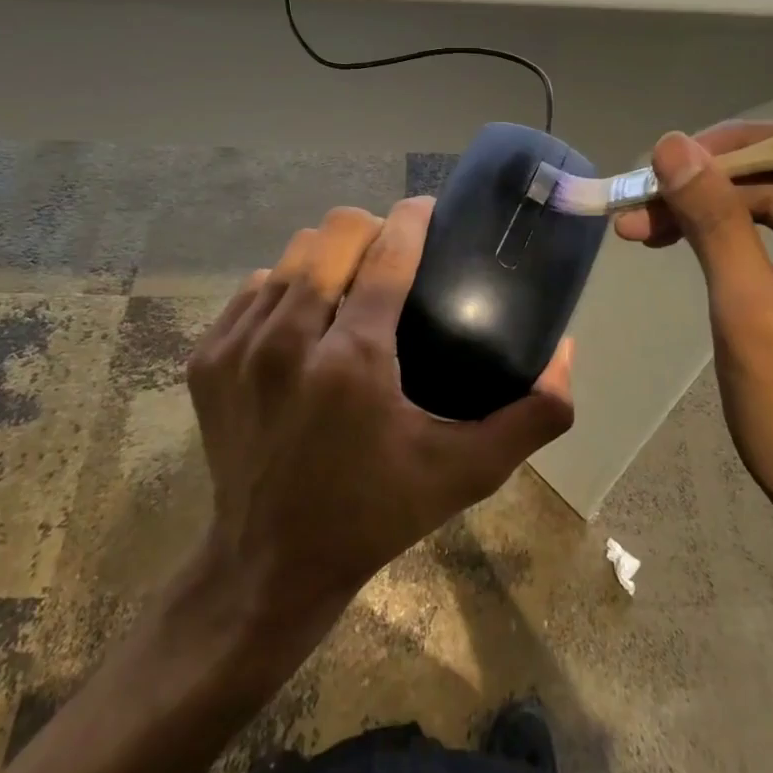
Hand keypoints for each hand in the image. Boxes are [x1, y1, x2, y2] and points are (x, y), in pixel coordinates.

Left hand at [186, 197, 574, 631]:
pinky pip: (253, 289)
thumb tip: (565, 352)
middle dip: (370, 228)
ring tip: (350, 284)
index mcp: (354, 361)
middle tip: (393, 256)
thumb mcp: (466, 473)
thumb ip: (532, 416)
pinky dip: (284, 288)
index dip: (413, 218)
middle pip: (332, 234)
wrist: (270, 563)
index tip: (430, 209)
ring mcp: (239, 347)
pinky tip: (305, 318)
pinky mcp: (207, 359)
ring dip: (327, 258)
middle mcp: (289, 341)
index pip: (387, 252)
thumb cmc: (376, 514)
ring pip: (290, 256)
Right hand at [615, 125, 772, 581]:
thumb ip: (716, 223)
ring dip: (718, 212)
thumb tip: (673, 147)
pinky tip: (690, 244)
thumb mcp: (753, 317)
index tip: (660, 163)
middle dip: (714, 187)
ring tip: (647, 228)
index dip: (730, 150)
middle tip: (639, 205)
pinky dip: (739, 239)